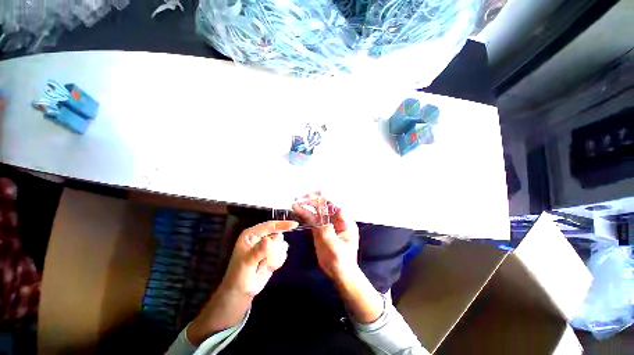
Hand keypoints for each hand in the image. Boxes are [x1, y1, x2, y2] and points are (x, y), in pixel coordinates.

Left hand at [188, 220, 297, 344]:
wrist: (241, 292)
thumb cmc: (239, 275)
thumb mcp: (246, 263)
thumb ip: (258, 251)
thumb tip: (269, 240)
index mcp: (251, 234)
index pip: (269, 226)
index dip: (282, 224)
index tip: (294, 225)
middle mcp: (260, 237)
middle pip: (277, 234)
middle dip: (276, 246)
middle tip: (265, 259)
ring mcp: (267, 245)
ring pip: (281, 243)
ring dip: (276, 254)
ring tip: (264, 264)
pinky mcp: (272, 253)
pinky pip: (282, 251)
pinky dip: (279, 259)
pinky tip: (269, 266)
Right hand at [292, 196, 359, 280]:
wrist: (338, 272)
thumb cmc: (342, 261)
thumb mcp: (336, 249)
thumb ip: (329, 235)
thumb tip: (322, 222)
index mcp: (345, 223)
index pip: (335, 207)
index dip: (326, 201)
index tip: (316, 197)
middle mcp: (336, 221)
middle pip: (325, 207)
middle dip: (315, 201)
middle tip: (303, 197)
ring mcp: (327, 224)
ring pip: (317, 212)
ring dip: (307, 206)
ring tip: (296, 202)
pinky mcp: (320, 229)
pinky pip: (312, 219)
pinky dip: (305, 214)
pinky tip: (297, 209)